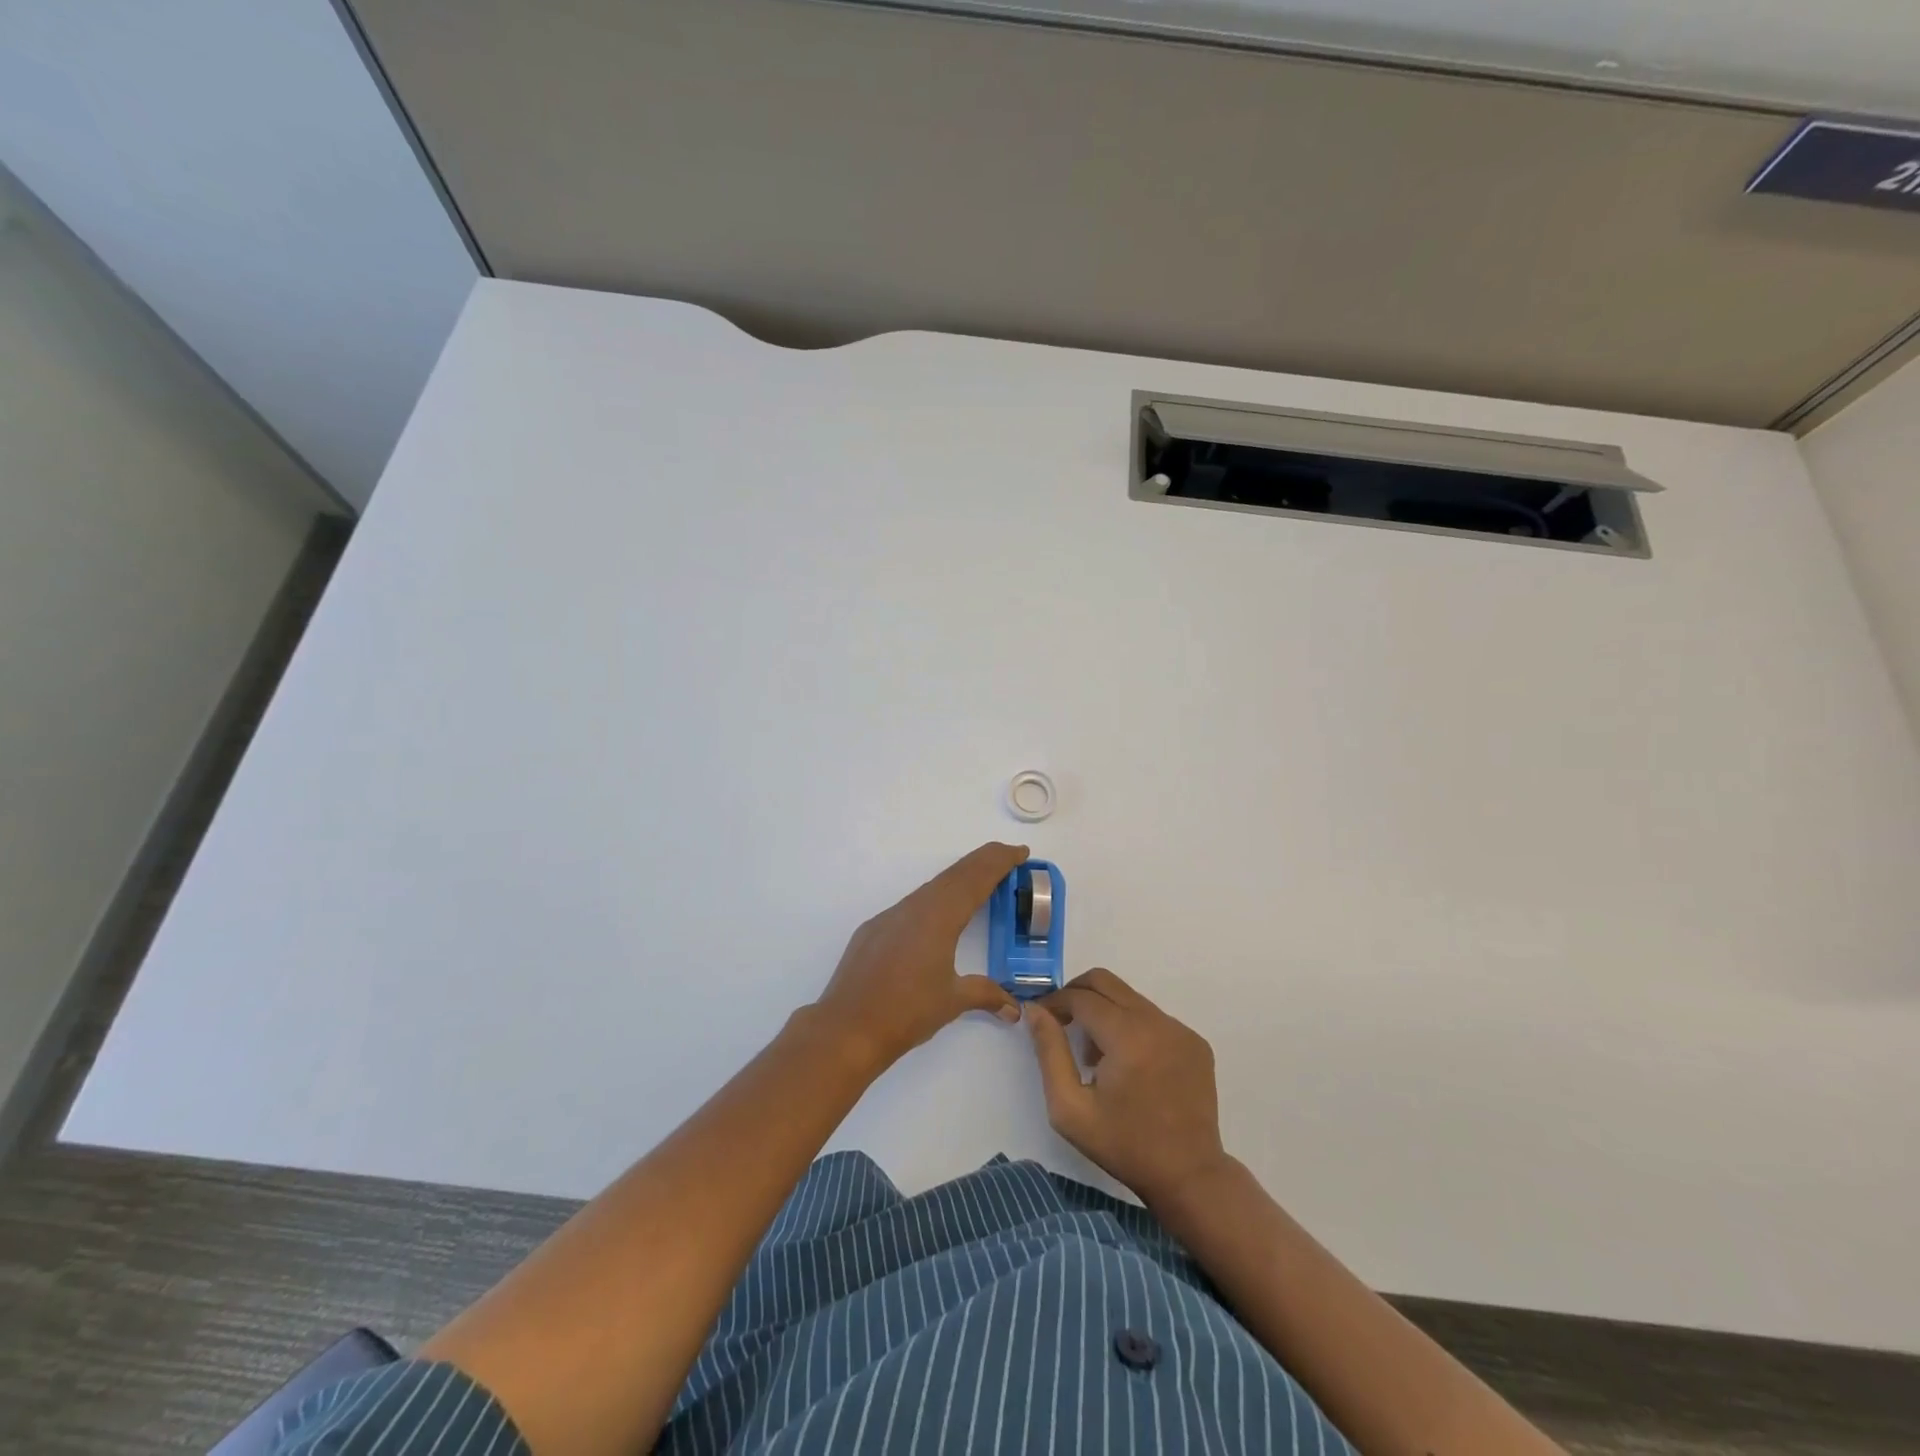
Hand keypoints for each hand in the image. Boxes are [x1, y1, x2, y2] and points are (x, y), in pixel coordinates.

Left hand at [815, 842, 1028, 1069]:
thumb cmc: (906, 1012)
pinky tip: (938, 916)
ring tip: (980, 884)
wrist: (847, 1028)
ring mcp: (890, 916)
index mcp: (939, 917)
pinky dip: (934, 899)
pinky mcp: (873, 930)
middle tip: (1008, 857)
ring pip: (931, 887)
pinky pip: (911, 904)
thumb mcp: (952, 1001)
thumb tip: (1014, 1008)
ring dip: (959, 880)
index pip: (975, 879)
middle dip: (984, 862)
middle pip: (955, 875)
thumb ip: (986, 995)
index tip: (1020, 851)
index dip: (999, 862)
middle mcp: (914, 907)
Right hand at [1026, 968, 1228, 1208]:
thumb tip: (1035, 1009)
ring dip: (1104, 1011)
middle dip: (1076, 993)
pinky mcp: (1195, 1042)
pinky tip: (1128, 1064)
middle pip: (1106, 981)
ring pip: (1129, 998)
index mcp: (1127, 1036)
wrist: (1189, 1177)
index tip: (1041, 1017)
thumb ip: (1050, 1052)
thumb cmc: (1123, 1145)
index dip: (1055, 1002)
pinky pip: (1152, 1017)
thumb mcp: (1070, 1108)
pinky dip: (1131, 1026)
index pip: (1081, 997)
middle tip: (1061, 1021)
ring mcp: (1180, 1029)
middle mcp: (1157, 1022)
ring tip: (1094, 1054)